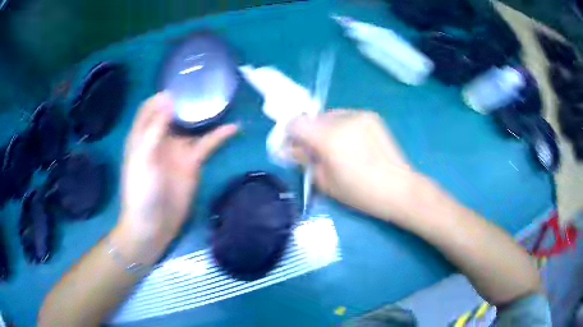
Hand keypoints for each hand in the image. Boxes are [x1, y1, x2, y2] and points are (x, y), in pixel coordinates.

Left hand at [121, 92, 237, 242]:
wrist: (153, 224)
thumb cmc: (141, 190)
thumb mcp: (143, 157)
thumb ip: (154, 128)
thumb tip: (168, 98)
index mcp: (144, 134)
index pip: (151, 107)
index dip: (163, 94)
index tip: (181, 83)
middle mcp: (161, 138)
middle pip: (175, 112)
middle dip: (187, 99)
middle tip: (207, 85)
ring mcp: (178, 149)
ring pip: (193, 126)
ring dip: (205, 114)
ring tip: (222, 99)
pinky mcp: (193, 163)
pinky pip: (208, 144)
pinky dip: (220, 135)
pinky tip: (234, 127)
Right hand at [289, 110, 419, 220]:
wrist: (399, 189)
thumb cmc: (361, 193)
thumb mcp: (325, 183)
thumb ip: (304, 161)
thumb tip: (290, 149)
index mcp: (329, 137)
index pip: (296, 123)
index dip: (290, 134)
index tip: (294, 148)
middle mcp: (343, 119)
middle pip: (312, 118)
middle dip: (308, 133)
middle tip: (316, 152)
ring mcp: (359, 115)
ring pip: (329, 116)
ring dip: (325, 130)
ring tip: (337, 149)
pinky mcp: (371, 116)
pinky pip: (345, 117)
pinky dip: (341, 128)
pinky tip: (352, 145)